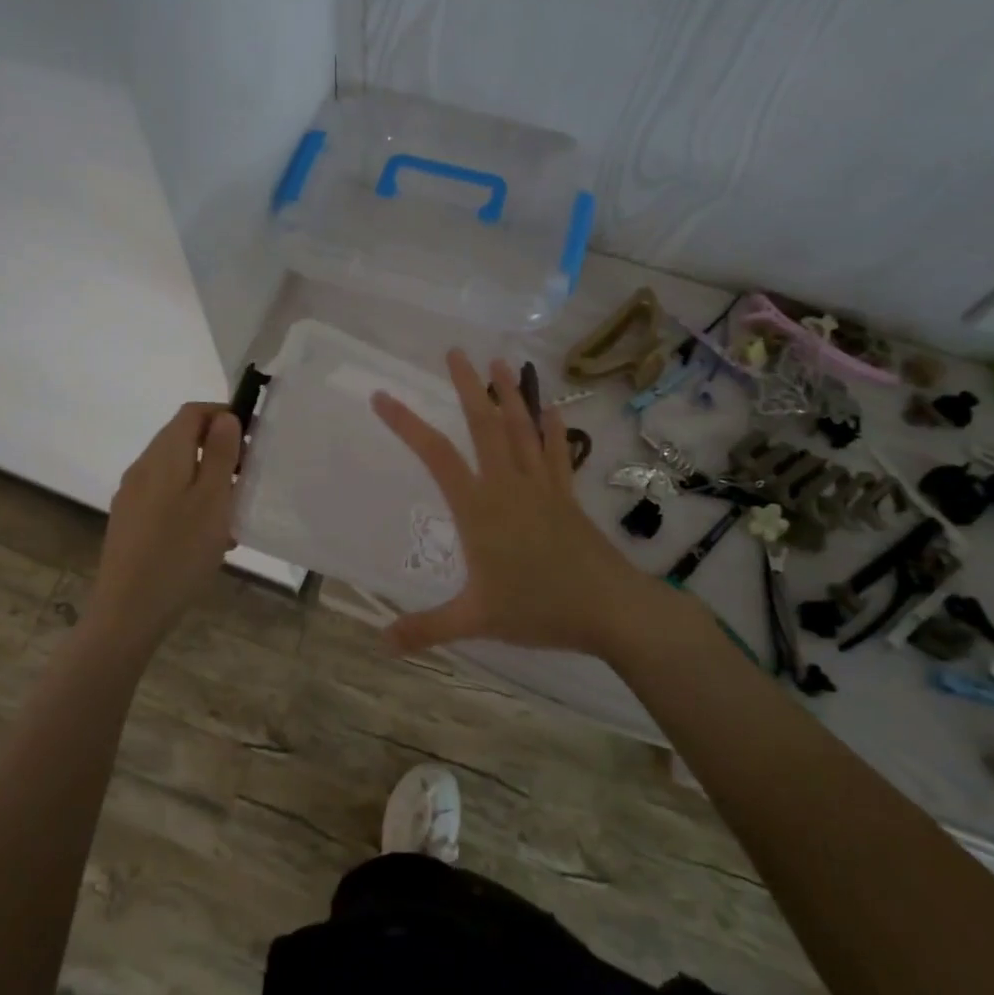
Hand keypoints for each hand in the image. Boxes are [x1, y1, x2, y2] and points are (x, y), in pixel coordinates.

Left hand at [90, 402, 241, 638]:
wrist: (128, 611)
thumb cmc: (180, 551)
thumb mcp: (213, 499)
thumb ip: (220, 454)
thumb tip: (224, 417)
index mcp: (163, 455)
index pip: (192, 412)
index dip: (223, 415)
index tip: (251, 439)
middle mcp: (142, 468)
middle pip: (182, 440)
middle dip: (218, 451)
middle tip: (246, 480)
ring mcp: (131, 496)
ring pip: (176, 471)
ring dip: (206, 480)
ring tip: (231, 515)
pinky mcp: (129, 522)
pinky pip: (165, 497)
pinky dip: (190, 502)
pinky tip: (207, 537)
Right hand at [370, 351, 666, 658]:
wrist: (611, 609)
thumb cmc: (539, 609)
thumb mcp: (476, 620)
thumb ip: (427, 628)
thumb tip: (382, 642)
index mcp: (479, 508)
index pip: (435, 455)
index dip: (406, 423)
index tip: (382, 396)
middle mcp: (508, 485)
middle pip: (483, 424)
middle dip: (467, 386)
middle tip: (454, 352)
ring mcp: (542, 486)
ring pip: (521, 429)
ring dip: (509, 394)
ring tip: (499, 362)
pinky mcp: (567, 495)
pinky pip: (558, 452)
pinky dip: (554, 428)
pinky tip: (552, 408)